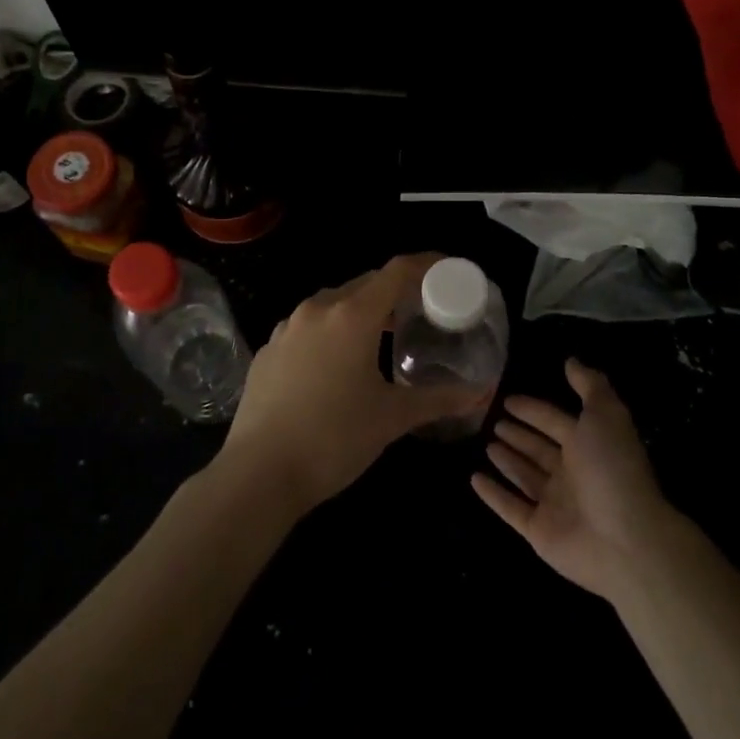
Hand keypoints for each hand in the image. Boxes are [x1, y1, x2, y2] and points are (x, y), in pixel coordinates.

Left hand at [218, 254, 484, 516]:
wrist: (258, 473)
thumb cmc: (334, 439)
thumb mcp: (392, 418)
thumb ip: (438, 400)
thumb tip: (480, 393)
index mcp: (352, 315)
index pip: (396, 271)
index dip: (426, 265)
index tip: (448, 271)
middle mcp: (317, 309)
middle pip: (365, 284)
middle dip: (395, 292)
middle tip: (421, 311)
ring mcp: (287, 327)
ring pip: (333, 303)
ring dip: (362, 311)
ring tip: (383, 337)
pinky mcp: (268, 349)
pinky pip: (308, 326)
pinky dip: (331, 331)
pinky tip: (337, 364)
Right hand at [472, 358, 680, 604]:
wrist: (626, 540)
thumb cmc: (613, 469)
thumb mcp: (606, 415)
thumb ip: (589, 385)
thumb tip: (571, 360)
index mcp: (588, 446)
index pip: (555, 422)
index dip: (533, 410)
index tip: (508, 399)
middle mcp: (571, 474)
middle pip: (539, 449)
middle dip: (519, 434)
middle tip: (492, 420)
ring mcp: (554, 504)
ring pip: (525, 476)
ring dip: (507, 460)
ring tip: (486, 444)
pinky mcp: (538, 531)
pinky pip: (511, 507)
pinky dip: (493, 494)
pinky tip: (474, 478)